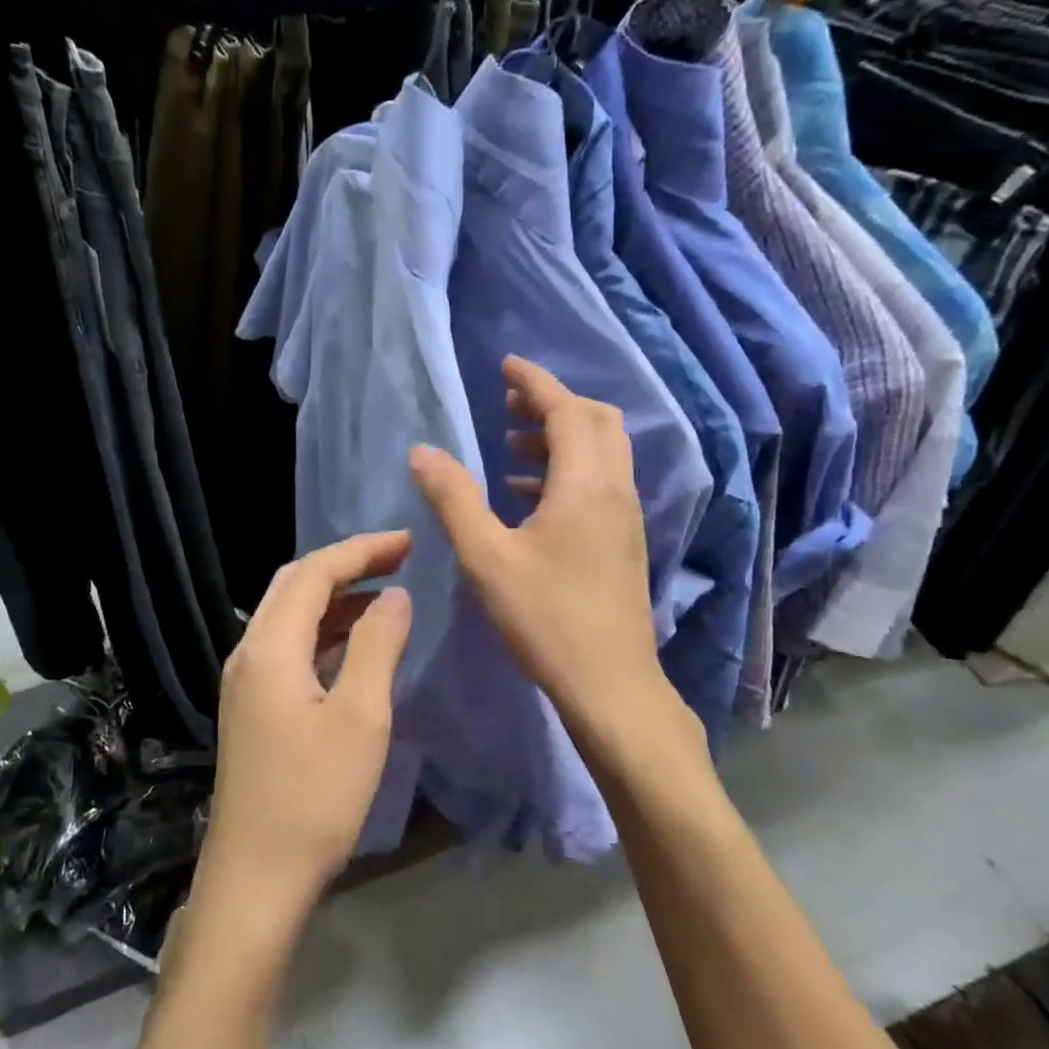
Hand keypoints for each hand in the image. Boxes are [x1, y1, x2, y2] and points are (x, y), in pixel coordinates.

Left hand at [196, 531, 413, 912]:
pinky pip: (288, 647)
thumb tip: (395, 596)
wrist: (254, 880)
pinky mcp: (252, 706)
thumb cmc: (313, 799)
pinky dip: (324, 631)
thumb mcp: (360, 719)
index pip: (314, 572)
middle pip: (294, 584)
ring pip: (290, 615)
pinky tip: (356, 644)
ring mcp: (245, 681)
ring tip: (385, 594)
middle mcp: (248, 653)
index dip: (362, 549)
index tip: (408, 541)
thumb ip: (378, 647)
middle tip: (398, 559)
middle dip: (346, 564)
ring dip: (335, 597)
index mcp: (269, 648)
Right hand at [410, 357, 702, 758]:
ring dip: (560, 437)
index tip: (506, 364)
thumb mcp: (487, 557)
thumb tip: (423, 451)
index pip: (566, 411)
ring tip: (511, 445)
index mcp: (585, 484)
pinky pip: (599, 482)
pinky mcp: (623, 541)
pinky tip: (529, 496)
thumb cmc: (546, 618)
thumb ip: (454, 499)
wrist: (610, 684)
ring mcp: (625, 517)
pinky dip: (567, 470)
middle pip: (596, 422)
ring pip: (601, 452)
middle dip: (554, 403)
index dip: (536, 381)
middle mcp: (614, 490)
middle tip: (508, 402)